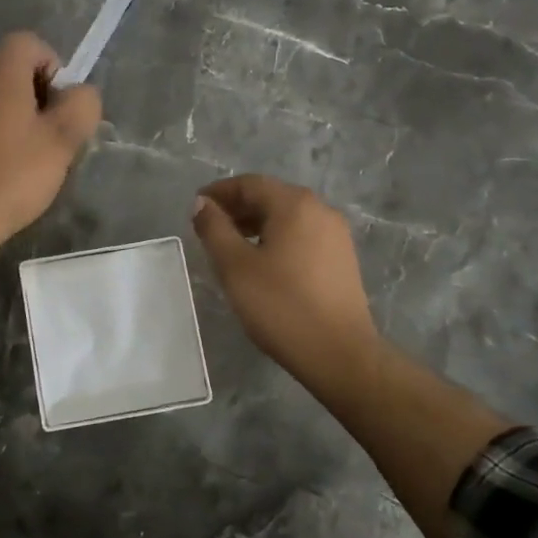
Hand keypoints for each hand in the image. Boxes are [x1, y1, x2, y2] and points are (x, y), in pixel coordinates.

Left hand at [0, 31, 101, 253]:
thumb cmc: (14, 174)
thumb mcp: (62, 140)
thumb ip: (81, 106)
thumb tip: (81, 93)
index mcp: (0, 73)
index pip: (29, 42)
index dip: (53, 66)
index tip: (61, 104)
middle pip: (11, 64)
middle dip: (36, 88)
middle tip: (50, 127)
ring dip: (17, 110)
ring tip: (30, 149)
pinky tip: (5, 163)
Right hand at [192, 174, 380, 393]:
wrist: (339, 353)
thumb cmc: (281, 305)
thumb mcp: (235, 266)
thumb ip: (214, 229)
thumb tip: (202, 203)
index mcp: (295, 205)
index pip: (250, 184)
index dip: (219, 192)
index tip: (196, 208)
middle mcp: (320, 210)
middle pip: (271, 197)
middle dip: (237, 208)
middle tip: (209, 228)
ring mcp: (336, 235)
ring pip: (288, 217)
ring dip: (256, 224)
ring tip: (231, 247)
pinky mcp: (342, 259)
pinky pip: (302, 235)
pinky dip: (277, 239)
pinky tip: (262, 263)